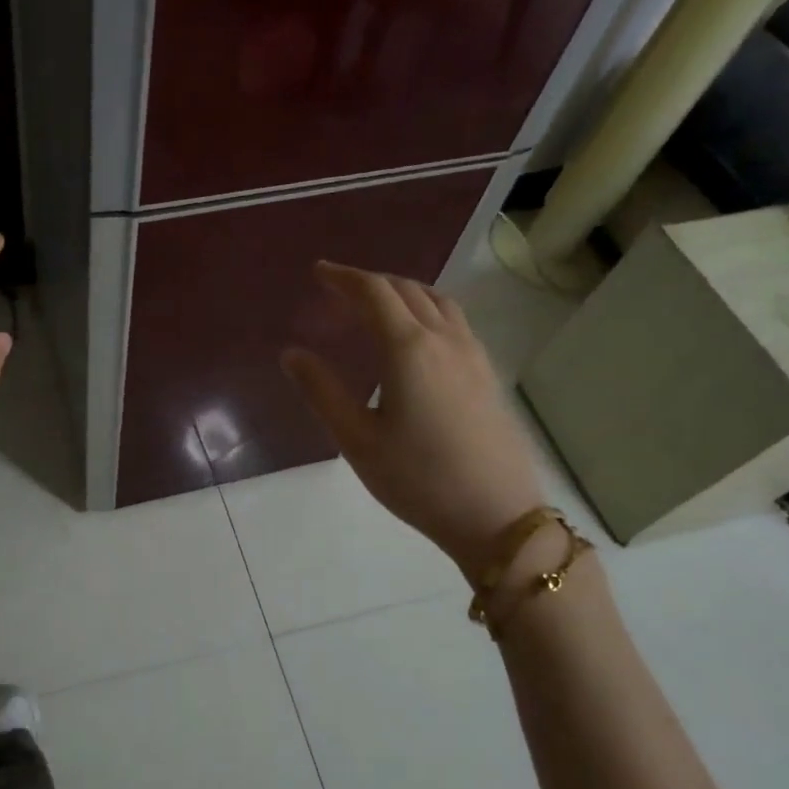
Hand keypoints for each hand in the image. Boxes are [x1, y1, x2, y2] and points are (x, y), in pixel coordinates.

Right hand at [282, 261, 544, 579]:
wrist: (497, 517)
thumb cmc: (417, 479)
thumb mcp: (357, 439)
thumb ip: (322, 391)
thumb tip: (291, 354)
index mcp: (409, 349)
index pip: (374, 293)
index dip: (344, 277)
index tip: (319, 272)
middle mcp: (445, 339)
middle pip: (406, 290)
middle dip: (369, 282)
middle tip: (338, 289)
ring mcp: (473, 354)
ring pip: (437, 300)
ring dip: (402, 291)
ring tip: (376, 303)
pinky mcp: (488, 373)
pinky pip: (454, 320)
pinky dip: (426, 308)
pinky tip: (416, 334)